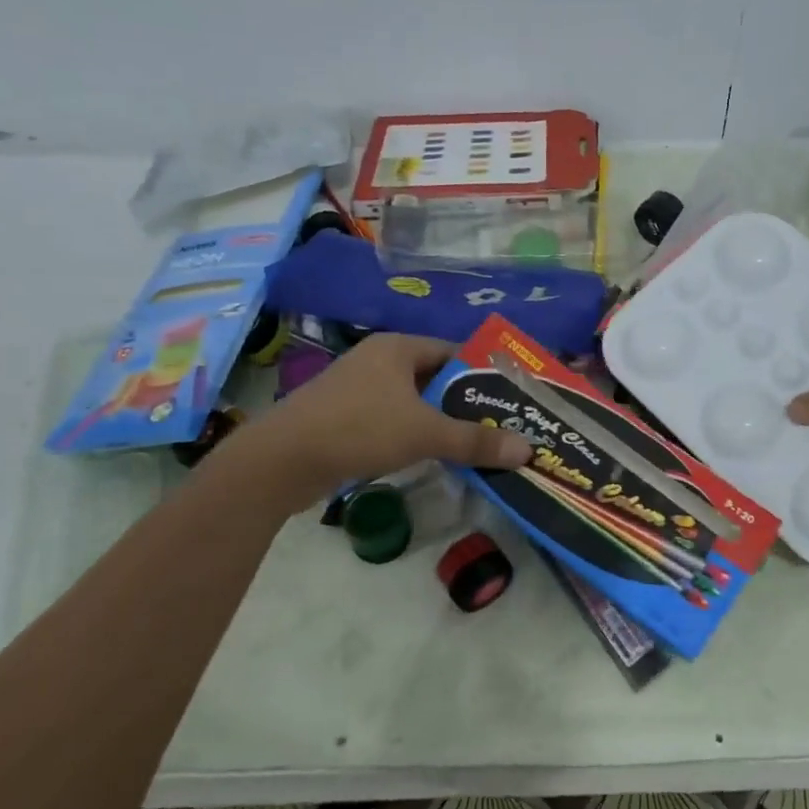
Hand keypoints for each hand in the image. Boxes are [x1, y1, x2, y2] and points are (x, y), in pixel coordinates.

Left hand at [227, 334, 532, 508]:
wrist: (280, 461)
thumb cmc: (358, 429)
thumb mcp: (424, 433)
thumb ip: (475, 441)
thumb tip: (527, 451)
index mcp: (398, 347)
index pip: (453, 352)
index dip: (483, 375)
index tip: (510, 400)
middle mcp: (378, 360)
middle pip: (434, 378)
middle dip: (464, 403)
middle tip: (498, 426)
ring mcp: (357, 389)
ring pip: (412, 402)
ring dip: (439, 421)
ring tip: (473, 444)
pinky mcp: (343, 417)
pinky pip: (391, 419)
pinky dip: (412, 434)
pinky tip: (430, 456)